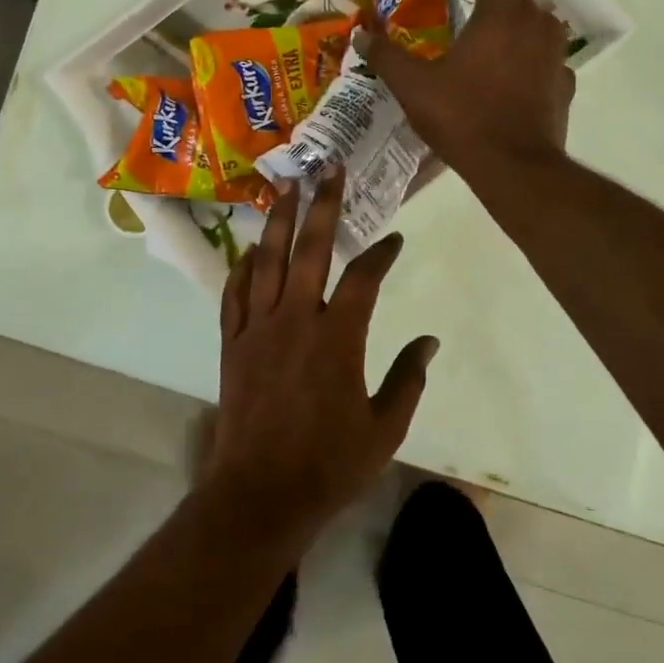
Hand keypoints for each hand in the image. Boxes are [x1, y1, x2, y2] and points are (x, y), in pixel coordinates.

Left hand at [201, 168, 437, 543]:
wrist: (260, 495)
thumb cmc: (329, 465)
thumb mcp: (384, 428)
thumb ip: (408, 379)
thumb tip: (430, 341)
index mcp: (338, 338)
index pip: (364, 278)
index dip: (381, 253)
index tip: (394, 238)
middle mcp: (296, 320)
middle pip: (310, 250)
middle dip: (322, 205)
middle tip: (328, 167)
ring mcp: (259, 328)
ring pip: (268, 261)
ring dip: (279, 221)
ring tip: (286, 186)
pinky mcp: (233, 343)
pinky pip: (235, 293)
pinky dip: (243, 267)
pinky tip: (251, 249)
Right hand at [361, 0, 575, 179]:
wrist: (512, 164)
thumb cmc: (461, 115)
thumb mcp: (413, 86)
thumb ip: (387, 57)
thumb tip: (359, 35)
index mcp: (499, 16)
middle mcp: (534, 27)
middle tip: (484, 0)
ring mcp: (555, 57)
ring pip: (545, 26)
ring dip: (527, 23)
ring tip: (506, 33)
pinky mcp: (564, 86)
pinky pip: (553, 61)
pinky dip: (540, 59)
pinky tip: (526, 72)